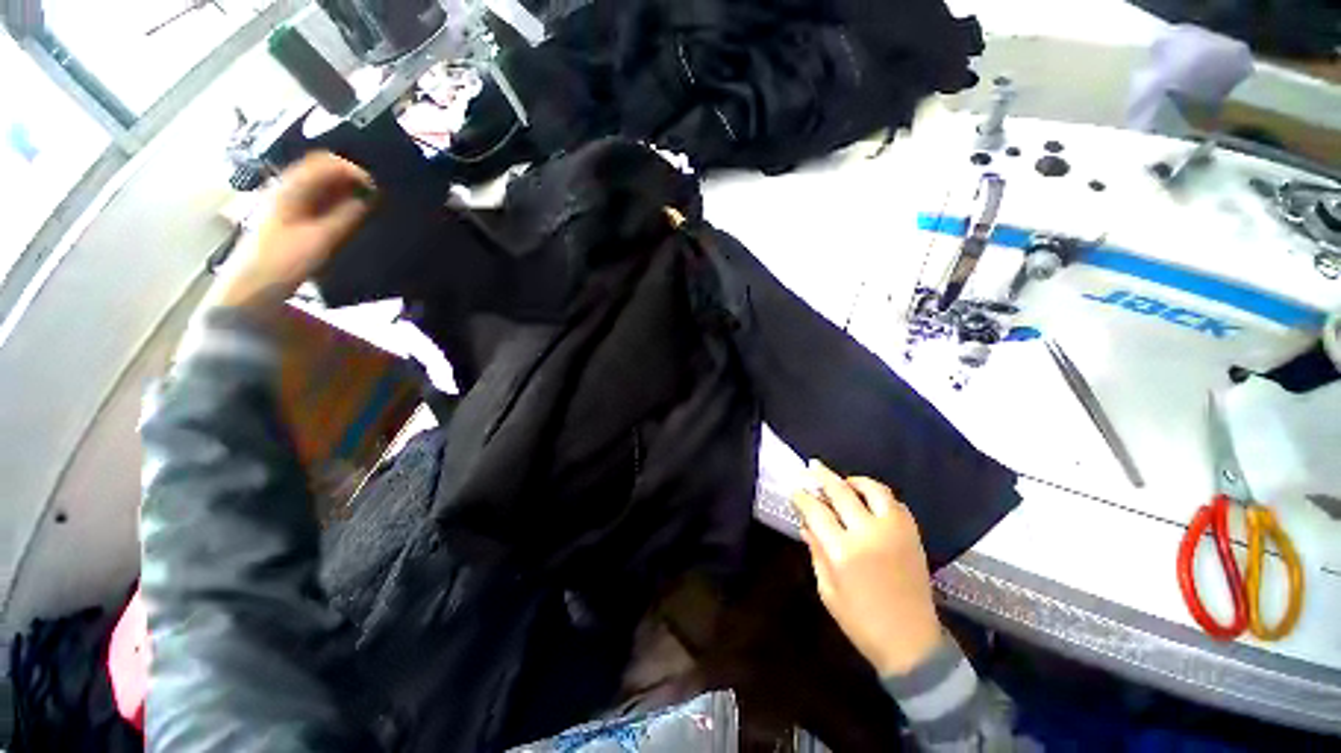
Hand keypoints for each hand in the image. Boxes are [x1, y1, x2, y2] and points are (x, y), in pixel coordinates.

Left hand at [207, 152, 374, 309]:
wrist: (252, 285)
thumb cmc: (285, 262)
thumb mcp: (321, 239)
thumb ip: (346, 216)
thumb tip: (368, 198)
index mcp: (290, 189)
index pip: (323, 163)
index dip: (351, 170)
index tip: (375, 187)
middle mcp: (285, 188)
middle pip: (318, 168)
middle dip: (347, 176)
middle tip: (372, 193)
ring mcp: (283, 201)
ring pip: (316, 182)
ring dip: (341, 187)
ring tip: (364, 202)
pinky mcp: (286, 215)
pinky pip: (312, 196)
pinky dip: (332, 198)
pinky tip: (346, 210)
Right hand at [792, 462, 941, 676]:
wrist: (911, 643)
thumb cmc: (861, 622)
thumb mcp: (827, 590)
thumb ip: (816, 551)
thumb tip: (806, 524)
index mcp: (843, 551)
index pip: (816, 511)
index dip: (802, 497)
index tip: (795, 491)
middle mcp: (869, 534)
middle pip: (841, 491)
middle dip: (822, 476)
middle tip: (811, 468)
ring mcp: (894, 531)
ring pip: (873, 489)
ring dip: (853, 481)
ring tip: (842, 482)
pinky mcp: (912, 534)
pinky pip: (894, 502)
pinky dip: (877, 495)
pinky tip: (867, 499)